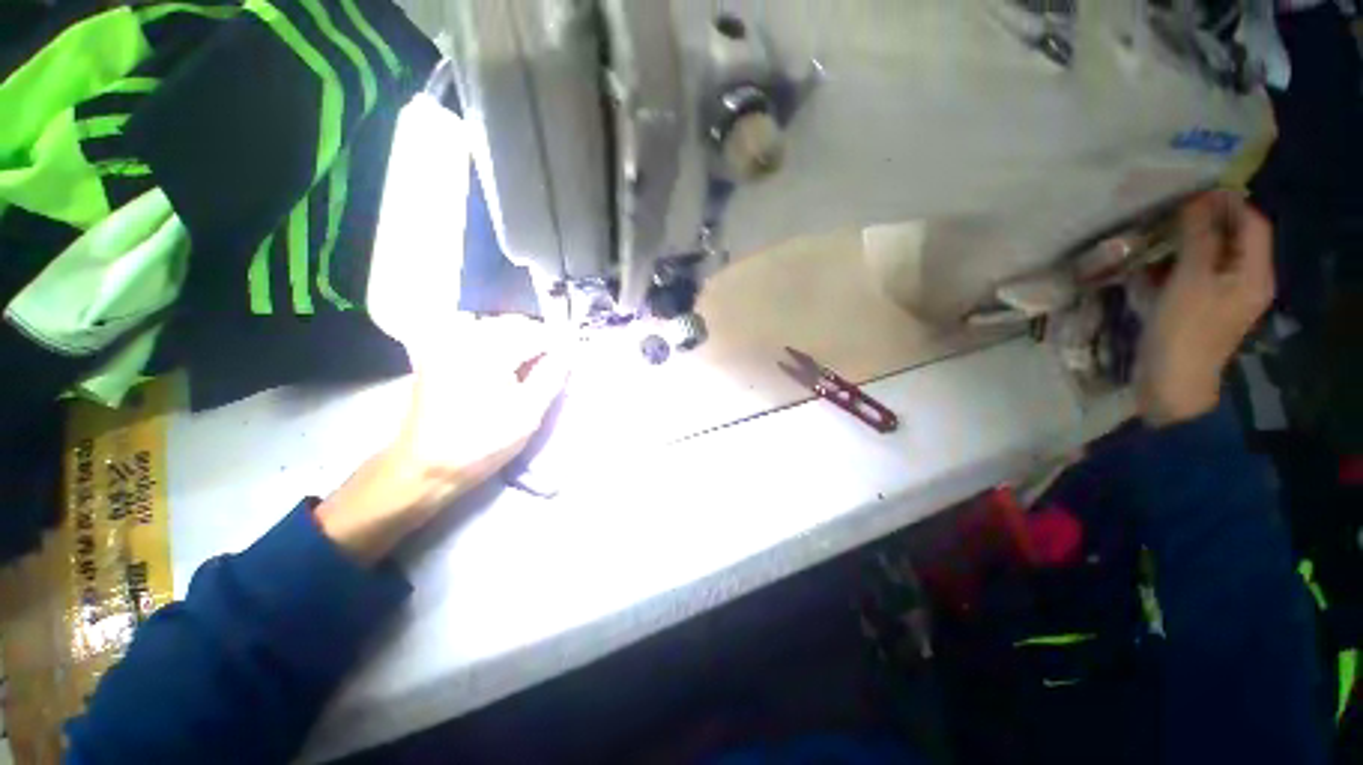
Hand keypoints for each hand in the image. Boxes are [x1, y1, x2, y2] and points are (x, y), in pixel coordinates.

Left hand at [316, 316, 568, 563]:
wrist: (425, 466)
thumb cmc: (482, 442)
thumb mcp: (528, 412)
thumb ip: (552, 375)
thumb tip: (569, 351)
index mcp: (488, 351)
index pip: (536, 333)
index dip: (559, 344)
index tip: (572, 357)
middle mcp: (464, 338)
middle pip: (514, 325)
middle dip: (538, 340)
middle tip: (554, 363)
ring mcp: (445, 344)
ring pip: (495, 328)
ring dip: (518, 340)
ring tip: (531, 365)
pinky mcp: (436, 355)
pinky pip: (474, 336)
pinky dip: (495, 345)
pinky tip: (503, 365)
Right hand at [1136, 191, 1274, 426]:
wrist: (1171, 383)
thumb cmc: (1184, 331)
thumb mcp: (1190, 281)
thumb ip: (1198, 238)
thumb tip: (1198, 201)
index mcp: (1254, 273)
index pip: (1252, 224)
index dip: (1228, 204)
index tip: (1194, 194)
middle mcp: (1244, 281)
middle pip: (1231, 240)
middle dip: (1203, 224)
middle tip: (1169, 215)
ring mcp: (1221, 297)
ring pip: (1208, 258)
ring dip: (1183, 246)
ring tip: (1153, 240)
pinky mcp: (1199, 309)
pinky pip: (1191, 278)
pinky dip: (1172, 269)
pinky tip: (1148, 271)